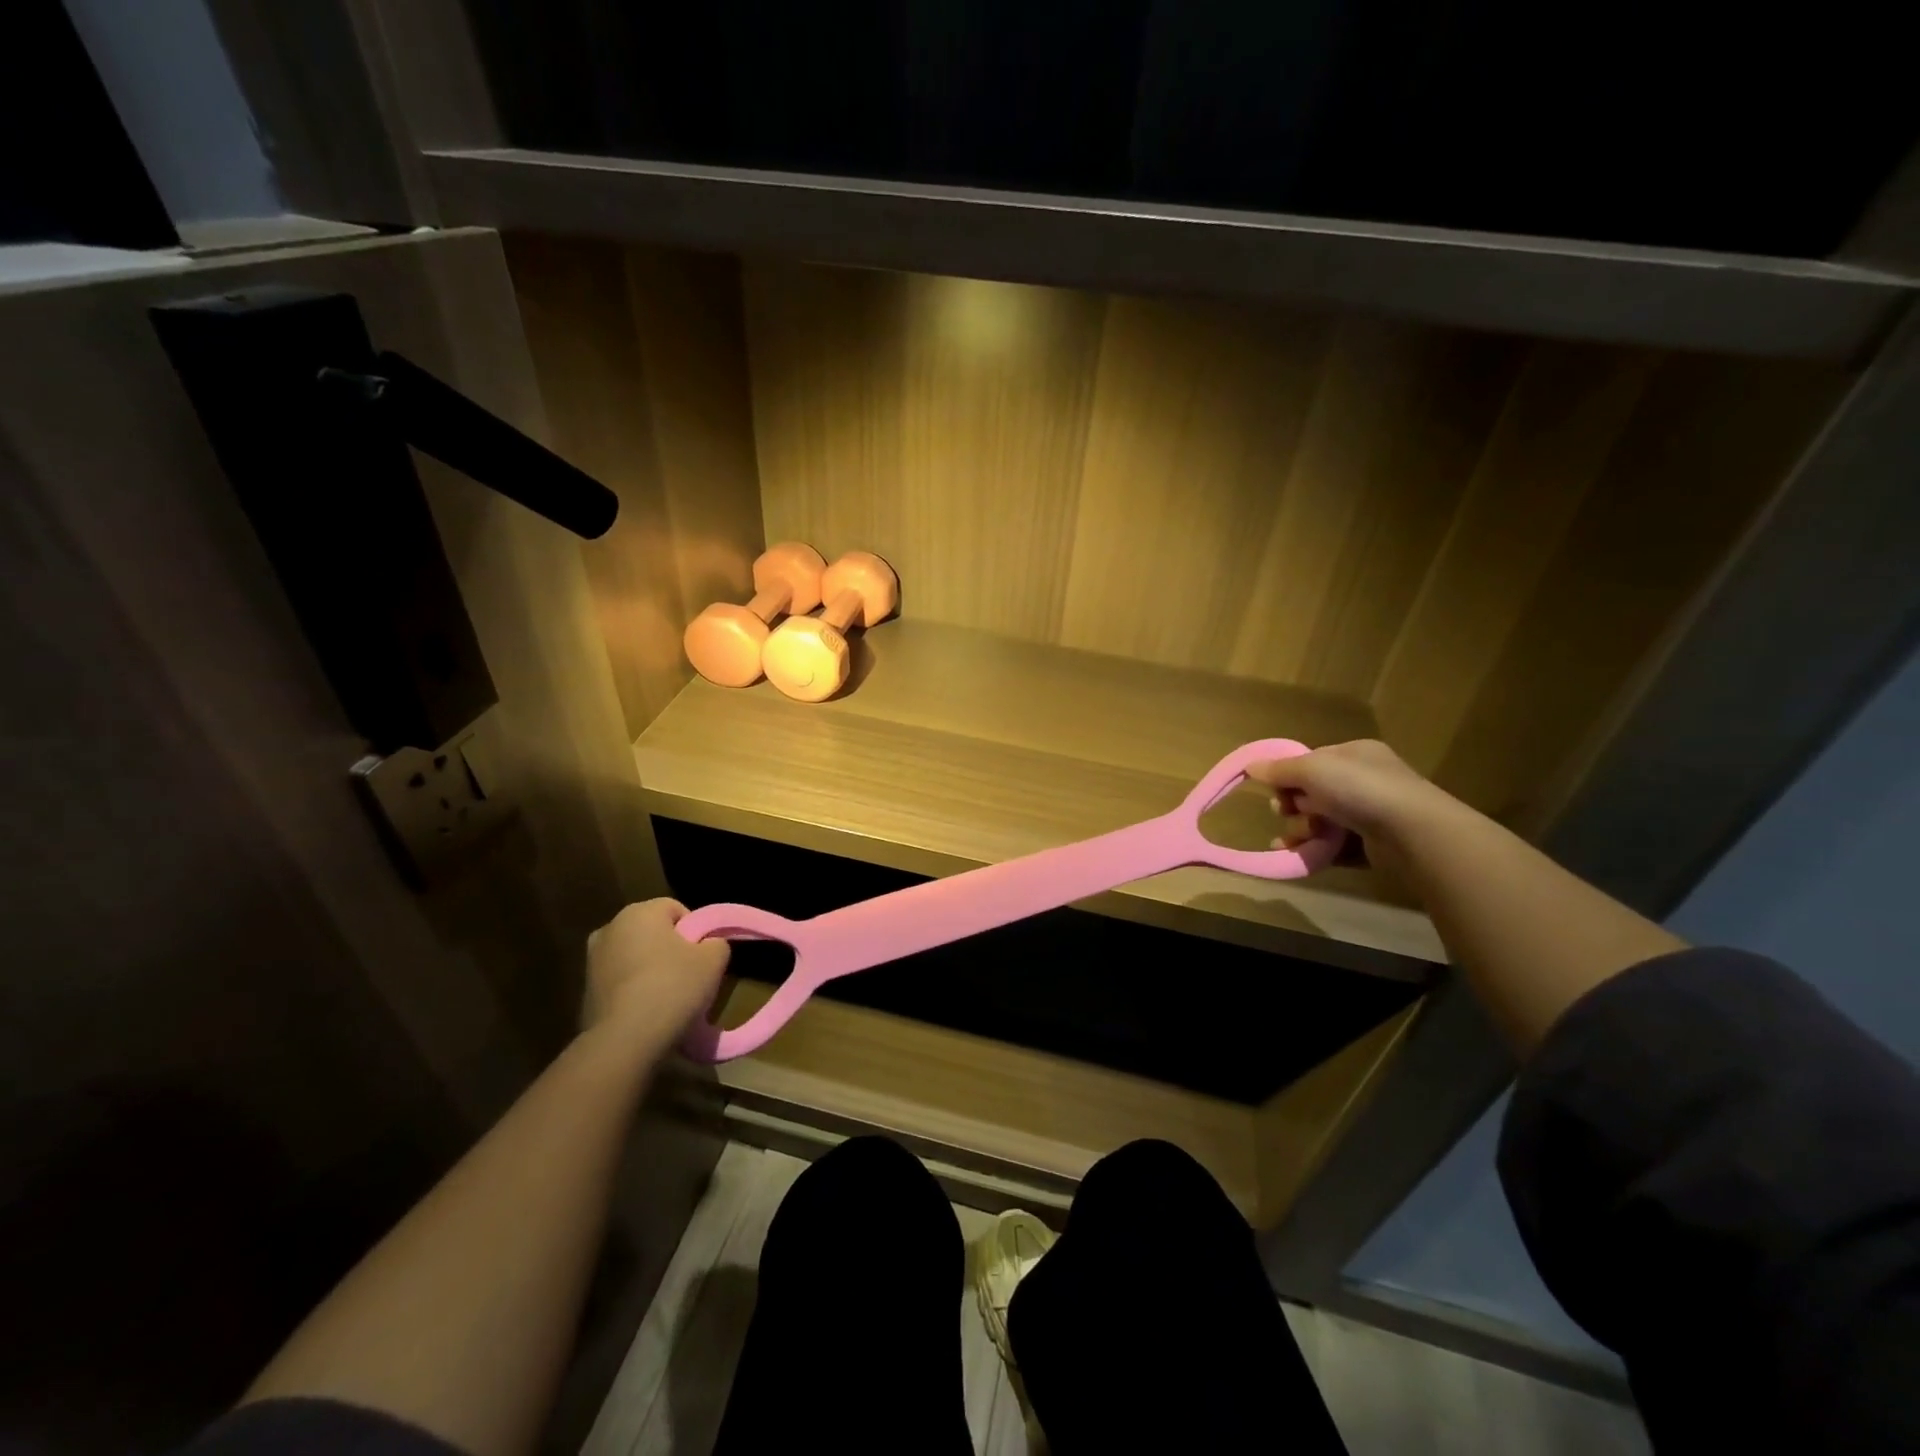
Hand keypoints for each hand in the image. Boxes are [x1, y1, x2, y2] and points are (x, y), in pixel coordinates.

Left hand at [583, 899, 729, 1049]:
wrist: (624, 1040)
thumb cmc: (672, 987)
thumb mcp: (714, 960)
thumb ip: (716, 942)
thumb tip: (709, 945)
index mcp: (639, 912)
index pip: (676, 909)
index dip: (694, 930)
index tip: (703, 956)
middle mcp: (610, 928)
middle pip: (653, 932)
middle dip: (670, 948)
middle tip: (689, 975)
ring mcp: (592, 960)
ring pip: (635, 957)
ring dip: (650, 969)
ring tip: (669, 997)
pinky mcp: (585, 991)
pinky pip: (620, 982)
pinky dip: (634, 990)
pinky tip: (647, 1012)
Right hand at [1248, 739, 1454, 861]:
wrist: (1412, 833)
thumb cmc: (1360, 789)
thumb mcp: (1312, 769)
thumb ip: (1279, 769)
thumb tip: (1250, 766)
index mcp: (1355, 754)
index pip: (1311, 762)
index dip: (1289, 776)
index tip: (1276, 790)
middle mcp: (1364, 780)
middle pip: (1311, 793)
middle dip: (1293, 805)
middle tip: (1288, 813)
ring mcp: (1370, 813)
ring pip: (1319, 821)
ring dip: (1302, 829)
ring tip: (1302, 837)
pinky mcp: (1372, 844)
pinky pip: (1333, 845)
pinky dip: (1315, 849)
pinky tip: (1298, 854)